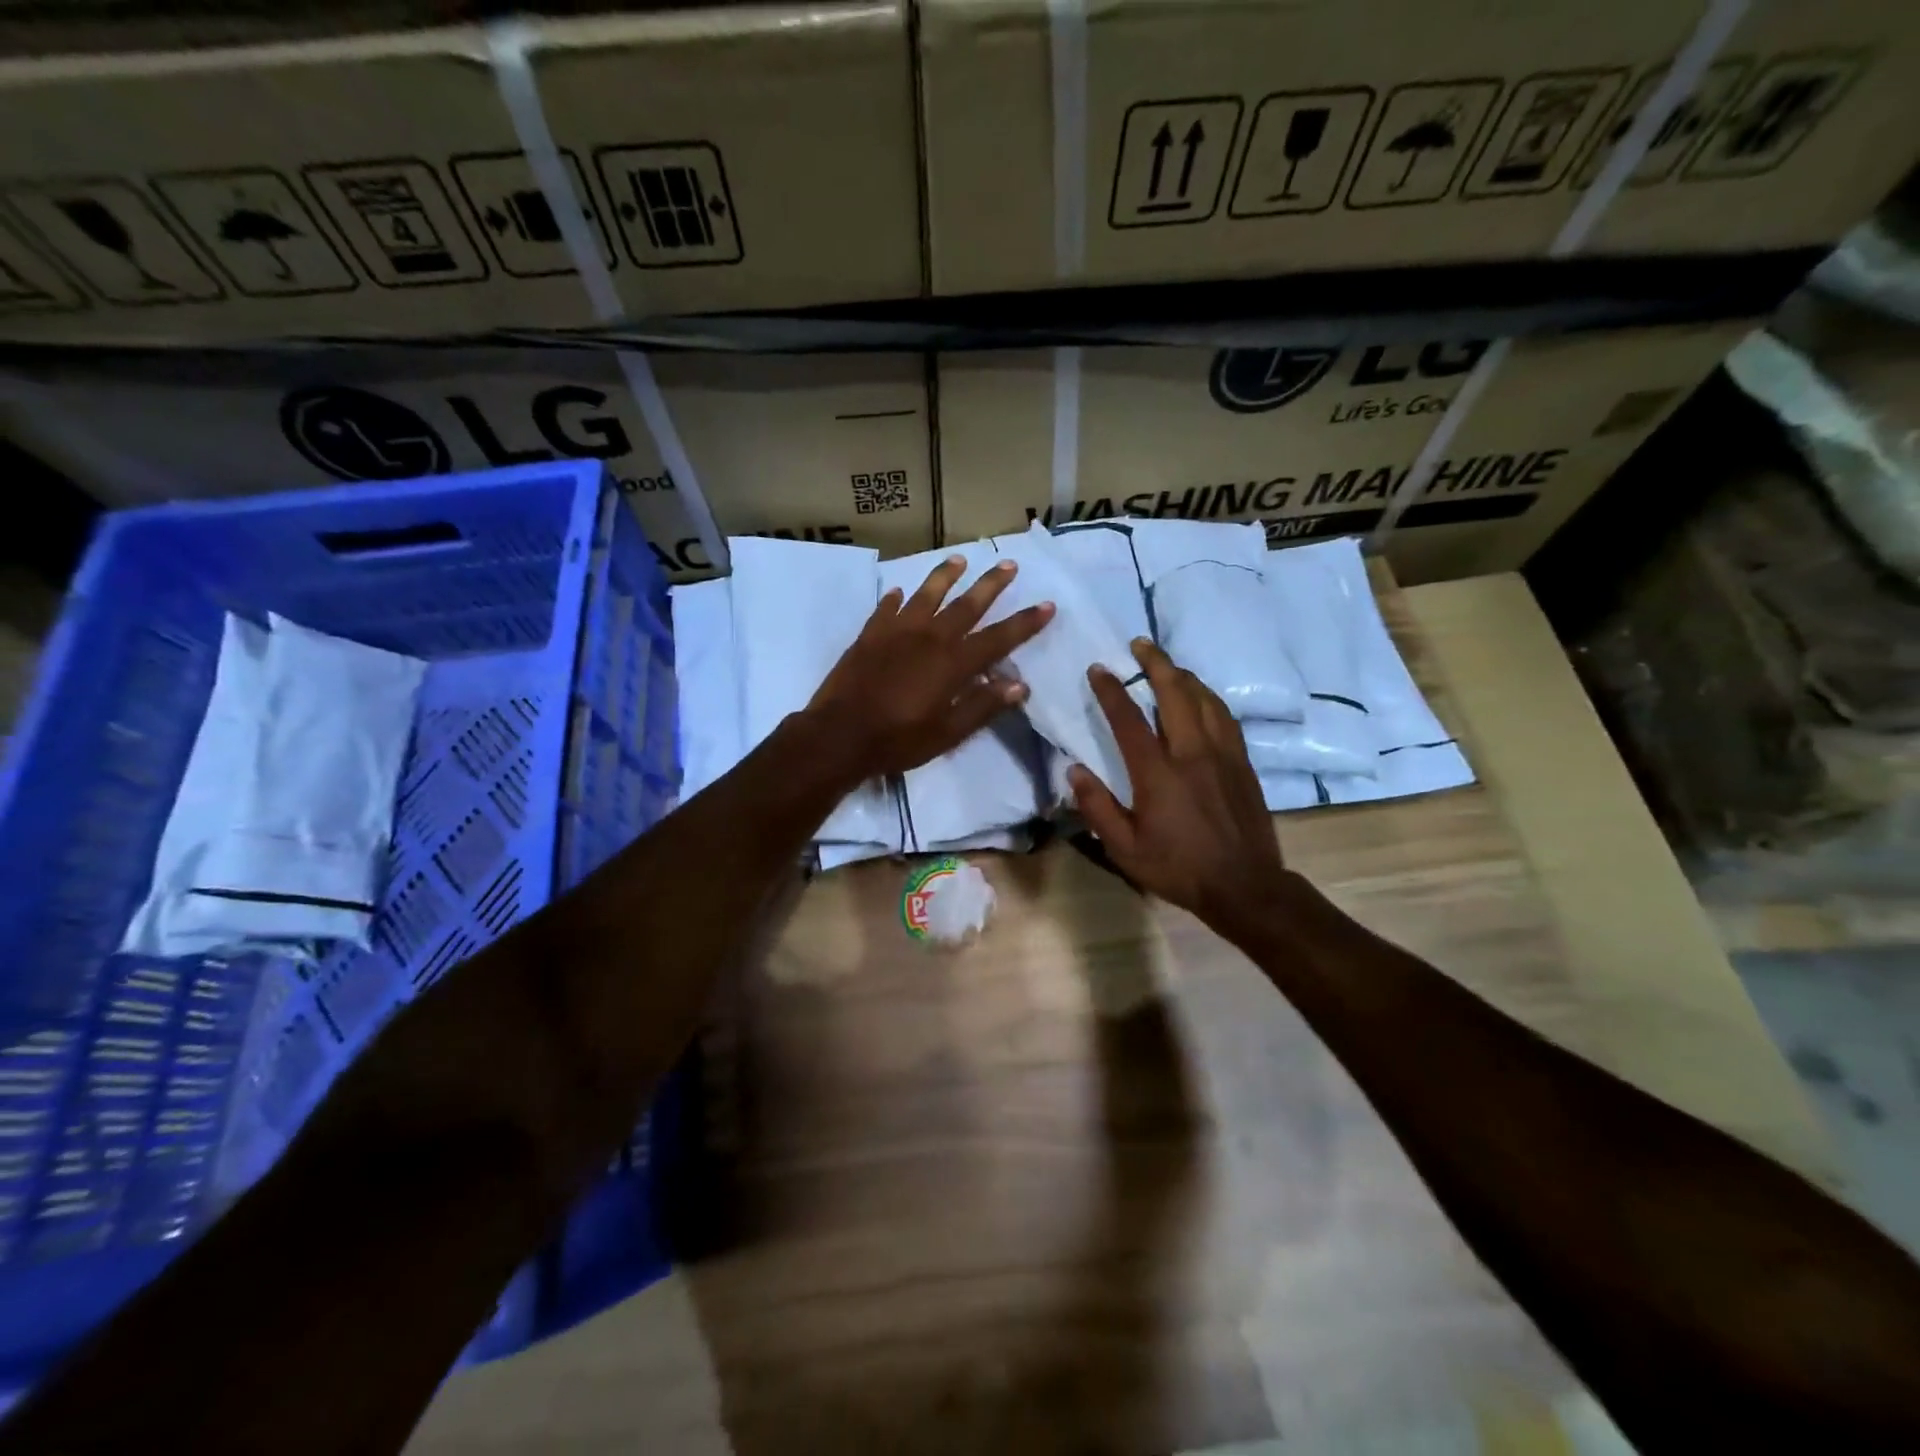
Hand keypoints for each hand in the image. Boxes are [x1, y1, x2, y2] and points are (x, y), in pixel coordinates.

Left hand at [807, 556, 1054, 779]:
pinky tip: (898, 592)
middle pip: (966, 605)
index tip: (1046, 604)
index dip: (1024, 622)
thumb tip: (1019, 685)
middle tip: (1008, 564)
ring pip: (926, 595)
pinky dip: (894, 599)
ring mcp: (896, 632)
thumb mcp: (948, 733)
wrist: (839, 735)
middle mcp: (929, 638)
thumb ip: (983, 706)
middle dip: (990, 584)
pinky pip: (885, 609)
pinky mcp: (869, 635)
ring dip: (944, 576)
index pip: (998, 638)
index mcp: (953, 663)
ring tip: (958, 559)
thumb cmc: (898, 740)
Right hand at [1068, 638, 1286, 935]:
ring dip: (1184, 676)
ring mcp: (1223, 755)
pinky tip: (1201, 697)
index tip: (1098, 668)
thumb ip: (1097, 807)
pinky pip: (1225, 717)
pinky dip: (1208, 698)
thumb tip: (1075, 770)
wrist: (1245, 886)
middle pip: (1175, 693)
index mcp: (1158, 774)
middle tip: (1140, 644)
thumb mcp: (1125, 849)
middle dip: (1156, 663)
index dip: (1111, 690)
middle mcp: (1192, 753)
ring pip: (1205, 699)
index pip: (1129, 719)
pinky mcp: (1243, 762)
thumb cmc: (1178, 868)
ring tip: (1168, 666)